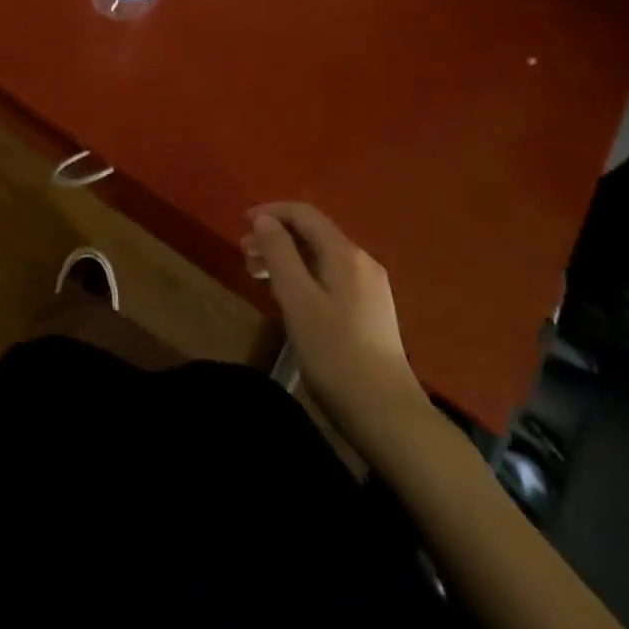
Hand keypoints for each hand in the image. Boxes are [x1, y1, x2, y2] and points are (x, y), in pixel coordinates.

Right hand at [244, 202, 431, 452]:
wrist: (388, 415)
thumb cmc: (335, 353)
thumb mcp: (298, 299)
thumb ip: (279, 253)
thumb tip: (265, 221)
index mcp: (345, 254)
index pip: (304, 214)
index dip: (270, 212)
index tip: (240, 224)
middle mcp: (361, 262)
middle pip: (312, 234)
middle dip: (275, 237)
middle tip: (244, 256)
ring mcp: (369, 288)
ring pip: (319, 257)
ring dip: (286, 259)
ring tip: (258, 277)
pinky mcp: (370, 312)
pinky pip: (329, 277)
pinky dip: (302, 277)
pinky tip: (288, 298)